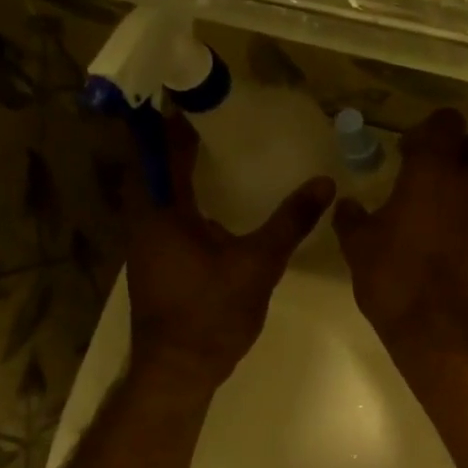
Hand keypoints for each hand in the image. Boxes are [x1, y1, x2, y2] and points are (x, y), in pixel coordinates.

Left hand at [124, 112, 333, 389]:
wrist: (179, 368)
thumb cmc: (212, 312)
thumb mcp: (258, 263)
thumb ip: (290, 222)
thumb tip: (324, 183)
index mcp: (161, 211)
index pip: (163, 149)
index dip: (177, 121)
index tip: (201, 99)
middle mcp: (143, 220)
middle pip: (153, 166)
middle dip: (176, 142)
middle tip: (216, 124)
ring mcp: (144, 244)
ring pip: (156, 193)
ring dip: (178, 172)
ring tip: (218, 156)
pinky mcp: (154, 263)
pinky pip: (164, 215)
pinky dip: (183, 200)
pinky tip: (214, 207)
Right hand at [333, 109, 467, 359]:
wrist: (442, 331)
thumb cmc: (394, 279)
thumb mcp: (358, 247)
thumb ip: (352, 218)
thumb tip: (348, 206)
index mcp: (433, 172)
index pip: (445, 123)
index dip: (428, 130)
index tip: (406, 151)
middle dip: (455, 152)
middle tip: (427, 175)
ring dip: (464, 187)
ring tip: (435, 213)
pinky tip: (448, 245)